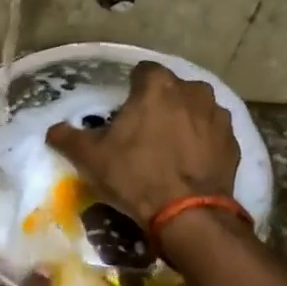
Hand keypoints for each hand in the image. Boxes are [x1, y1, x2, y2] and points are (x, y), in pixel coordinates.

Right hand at [46, 60, 240, 229]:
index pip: (141, 71)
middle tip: (143, 132)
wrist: (189, 214)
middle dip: (158, 104)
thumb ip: (68, 137)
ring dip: (183, 121)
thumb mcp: (91, 158)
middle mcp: (193, 90)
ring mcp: (218, 115)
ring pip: (194, 109)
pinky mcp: (233, 141)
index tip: (122, 112)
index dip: (130, 89)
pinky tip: (188, 163)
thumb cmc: (136, 176)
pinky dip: (201, 142)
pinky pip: (211, 133)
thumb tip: (53, 130)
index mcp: (158, 86)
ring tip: (168, 148)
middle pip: (170, 90)